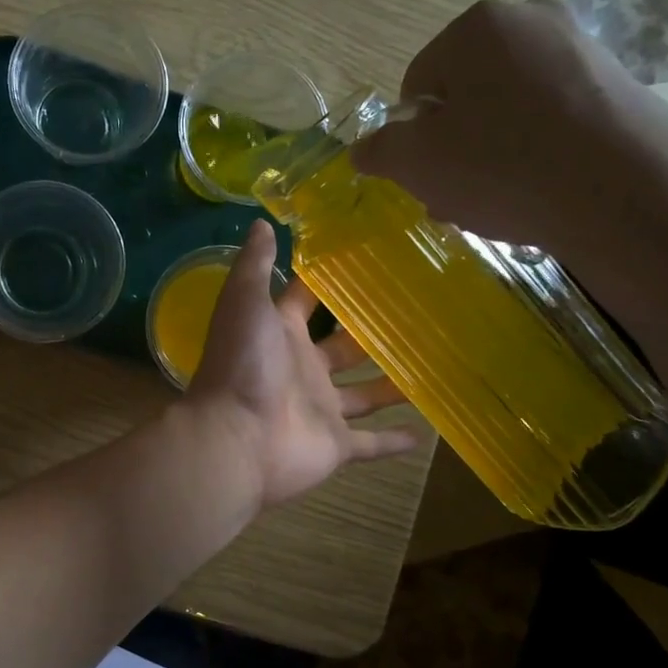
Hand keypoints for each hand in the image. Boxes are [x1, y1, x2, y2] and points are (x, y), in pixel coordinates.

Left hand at [184, 220, 418, 509]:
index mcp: (281, 334)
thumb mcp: (245, 302)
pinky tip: (428, 431)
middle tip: (416, 314)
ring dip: (391, 384)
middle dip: (369, 334)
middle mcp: (303, 369)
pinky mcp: (336, 445)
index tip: (365, 264)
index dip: (327, 284)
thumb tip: (262, 222)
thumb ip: (256, 265)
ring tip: (431, 365)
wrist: (236, 438)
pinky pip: (372, 443)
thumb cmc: (242, 364)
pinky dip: (396, 441)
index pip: (306, 302)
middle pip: (343, 348)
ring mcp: (320, 409)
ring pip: (364, 394)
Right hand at [352, 0, 667, 268]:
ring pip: (506, 109)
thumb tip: (362, 149)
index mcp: (477, 26)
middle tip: (455, 195)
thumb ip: (380, 151)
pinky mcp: (617, 84)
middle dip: (451, 147)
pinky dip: (532, 151)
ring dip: (487, 154)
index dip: (411, 137)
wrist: (630, 195)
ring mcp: (581, 48)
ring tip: (495, 202)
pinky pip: (550, 118)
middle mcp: (531, 20)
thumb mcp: (417, 164)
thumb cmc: (505, 167)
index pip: (415, 84)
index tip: (426, 176)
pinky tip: (536, 192)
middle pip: (463, 95)